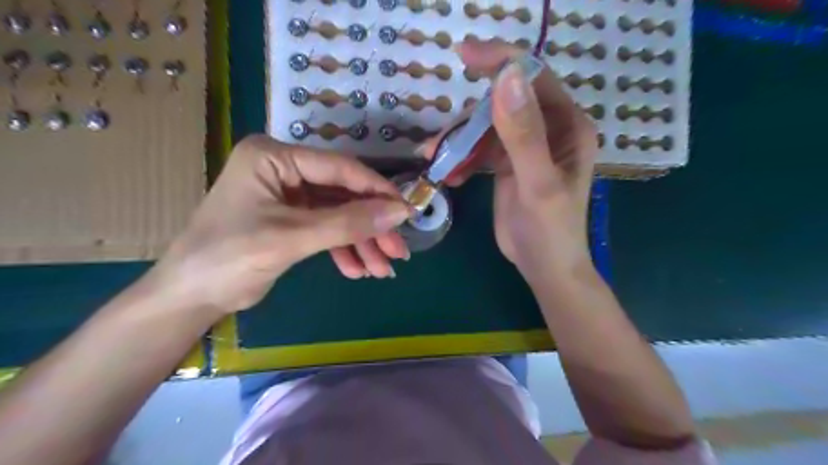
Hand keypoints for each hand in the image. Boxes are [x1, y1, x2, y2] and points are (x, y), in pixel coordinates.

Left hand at [151, 136, 409, 313]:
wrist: (190, 297)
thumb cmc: (229, 257)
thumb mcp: (293, 238)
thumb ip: (348, 223)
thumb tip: (400, 212)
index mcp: (275, 157)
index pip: (340, 168)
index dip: (377, 191)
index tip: (408, 212)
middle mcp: (284, 169)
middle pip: (343, 194)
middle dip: (371, 226)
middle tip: (399, 251)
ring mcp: (289, 195)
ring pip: (339, 215)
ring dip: (361, 243)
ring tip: (382, 270)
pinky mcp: (292, 219)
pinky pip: (327, 230)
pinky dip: (343, 250)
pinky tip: (357, 270)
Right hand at [422, 41, 598, 278]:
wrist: (543, 267)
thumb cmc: (550, 230)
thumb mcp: (538, 184)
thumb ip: (524, 134)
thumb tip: (507, 77)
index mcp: (567, 126)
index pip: (534, 78)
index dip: (501, 62)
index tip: (464, 54)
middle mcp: (549, 129)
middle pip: (502, 103)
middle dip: (467, 119)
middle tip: (437, 140)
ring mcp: (526, 146)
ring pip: (485, 127)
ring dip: (457, 142)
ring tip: (434, 161)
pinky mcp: (508, 163)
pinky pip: (479, 149)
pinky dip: (461, 158)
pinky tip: (448, 175)